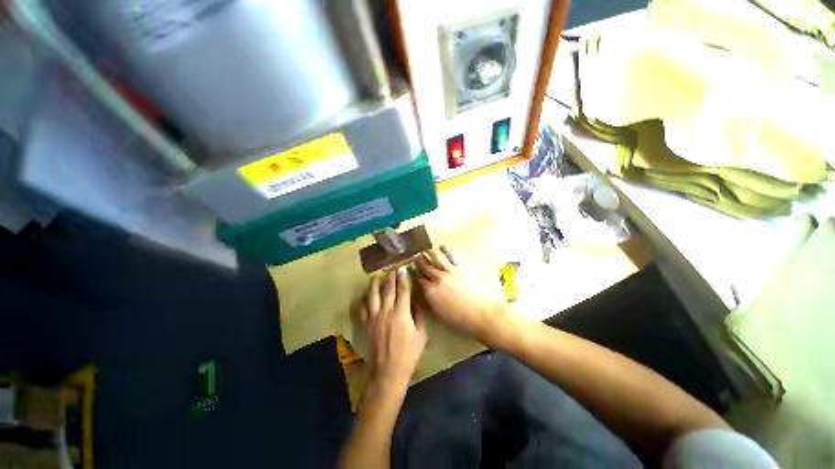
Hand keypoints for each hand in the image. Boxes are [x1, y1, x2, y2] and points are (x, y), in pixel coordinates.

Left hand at [358, 270, 426, 393]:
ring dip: (375, 284)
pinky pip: (362, 308)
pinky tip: (365, 296)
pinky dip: (363, 300)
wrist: (388, 371)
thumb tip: (415, 304)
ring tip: (377, 276)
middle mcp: (386, 311)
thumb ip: (418, 317)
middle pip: (388, 289)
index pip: (402, 290)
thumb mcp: (421, 335)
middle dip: (390, 277)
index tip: (403, 269)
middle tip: (392, 269)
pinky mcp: (366, 324)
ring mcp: (374, 317)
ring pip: (372, 295)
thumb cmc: (409, 354)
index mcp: (401, 313)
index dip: (403, 278)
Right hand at [415, 246, 505, 338]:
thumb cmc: (460, 319)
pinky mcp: (460, 267)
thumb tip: (427, 293)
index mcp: (430, 292)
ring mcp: (449, 271)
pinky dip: (446, 250)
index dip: (415, 274)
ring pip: (436, 258)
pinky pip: (451, 256)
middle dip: (419, 262)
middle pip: (425, 267)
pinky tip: (442, 246)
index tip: (412, 270)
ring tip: (425, 249)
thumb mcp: (440, 314)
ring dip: (429, 253)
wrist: (481, 313)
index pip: (419, 280)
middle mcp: (437, 279)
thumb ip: (431, 301)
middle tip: (414, 256)